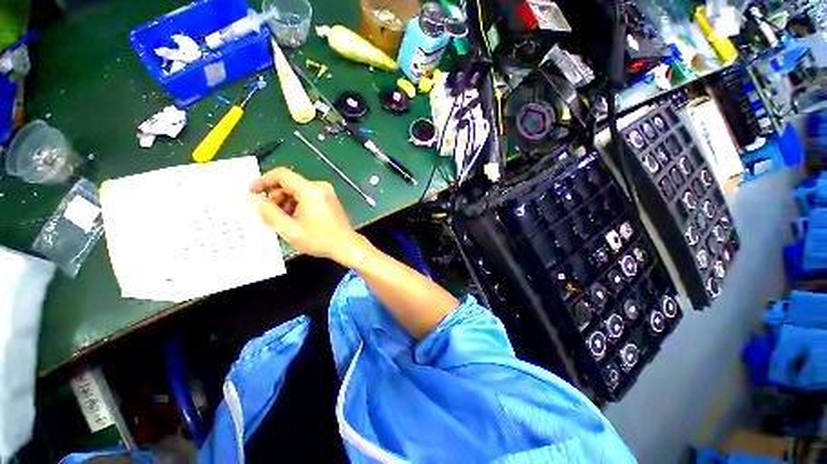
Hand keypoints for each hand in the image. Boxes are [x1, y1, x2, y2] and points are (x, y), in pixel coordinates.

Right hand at [250, 167, 363, 261]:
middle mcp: (320, 187)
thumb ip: (269, 213)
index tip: (252, 192)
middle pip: (290, 184)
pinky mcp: (329, 198)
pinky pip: (307, 195)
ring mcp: (326, 192)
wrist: (346, 245)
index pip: (282, 174)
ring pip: (298, 190)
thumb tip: (255, 200)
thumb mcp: (290, 230)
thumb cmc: (319, 239)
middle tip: (270, 215)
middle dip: (276, 197)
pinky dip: (297, 204)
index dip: (263, 181)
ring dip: (286, 203)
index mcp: (311, 191)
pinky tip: (296, 219)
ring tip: (284, 220)